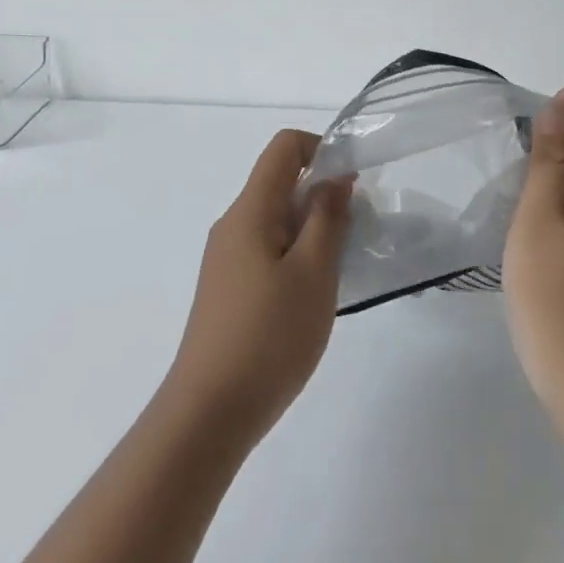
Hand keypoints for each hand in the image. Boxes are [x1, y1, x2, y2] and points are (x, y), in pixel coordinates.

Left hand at [162, 130, 350, 449]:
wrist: (208, 415)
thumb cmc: (268, 336)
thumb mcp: (314, 272)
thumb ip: (327, 217)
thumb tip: (335, 177)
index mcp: (250, 211)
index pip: (284, 147)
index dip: (322, 150)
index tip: (352, 186)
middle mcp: (233, 225)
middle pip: (281, 182)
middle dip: (323, 196)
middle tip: (354, 236)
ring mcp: (227, 258)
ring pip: (277, 219)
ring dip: (313, 230)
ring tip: (337, 271)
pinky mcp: (228, 288)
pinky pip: (268, 250)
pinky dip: (297, 255)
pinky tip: (311, 296)